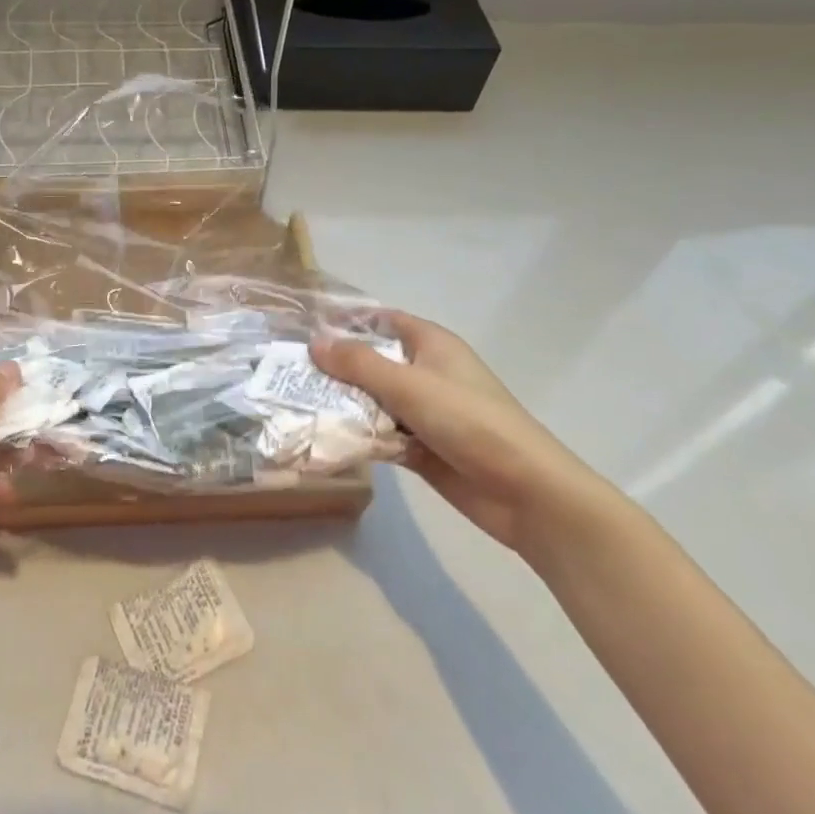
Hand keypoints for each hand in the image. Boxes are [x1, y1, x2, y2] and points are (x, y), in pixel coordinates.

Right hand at [311, 313, 610, 560]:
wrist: (526, 493)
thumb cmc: (470, 422)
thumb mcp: (409, 385)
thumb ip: (359, 364)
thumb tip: (315, 343)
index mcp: (431, 345)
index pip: (383, 320)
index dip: (347, 321)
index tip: (305, 327)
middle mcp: (426, 372)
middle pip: (373, 361)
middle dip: (335, 366)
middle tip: (287, 370)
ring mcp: (424, 412)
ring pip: (373, 400)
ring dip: (343, 403)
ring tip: (294, 403)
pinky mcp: (421, 447)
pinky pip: (380, 433)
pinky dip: (358, 434)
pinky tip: (323, 437)